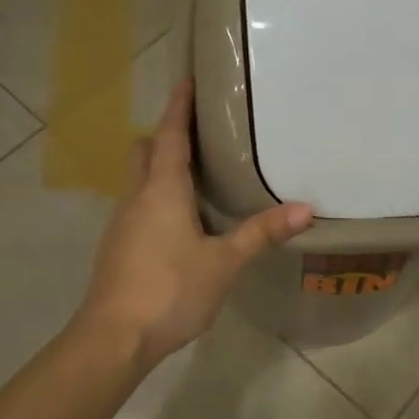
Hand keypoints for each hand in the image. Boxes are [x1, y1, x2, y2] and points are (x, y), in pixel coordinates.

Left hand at [75, 79, 312, 372]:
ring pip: (139, 180)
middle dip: (167, 136)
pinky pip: (138, 205)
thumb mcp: (224, 262)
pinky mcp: (117, 247)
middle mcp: (136, 197)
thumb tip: (305, 209)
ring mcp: (122, 223)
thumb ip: (261, 233)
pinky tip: (181, 221)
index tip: (188, 80)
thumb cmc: (170, 290)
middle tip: (201, 133)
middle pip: (146, 151)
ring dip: (161, 168)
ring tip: (199, 174)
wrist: (113, 338)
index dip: (179, 106)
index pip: (169, 135)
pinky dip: (157, 197)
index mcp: (162, 190)